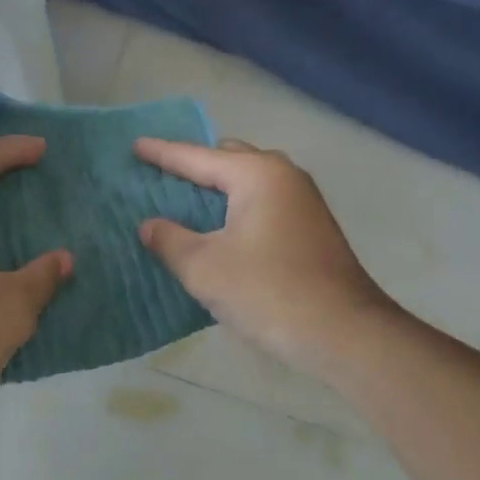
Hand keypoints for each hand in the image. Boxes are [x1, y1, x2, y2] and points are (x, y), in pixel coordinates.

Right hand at [135, 138, 394, 374]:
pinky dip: (238, 205)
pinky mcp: (312, 227)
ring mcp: (304, 201)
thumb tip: (150, 226)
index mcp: (257, 175)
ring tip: (188, 199)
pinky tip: (222, 228)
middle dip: (195, 164)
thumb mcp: (204, 268)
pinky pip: (264, 201)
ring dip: (220, 186)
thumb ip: (170, 240)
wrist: (344, 333)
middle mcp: (284, 176)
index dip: (163, 153)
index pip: (198, 157)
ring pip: (251, 180)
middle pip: (229, 158)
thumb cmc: (268, 292)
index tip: (135, 146)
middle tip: (162, 175)